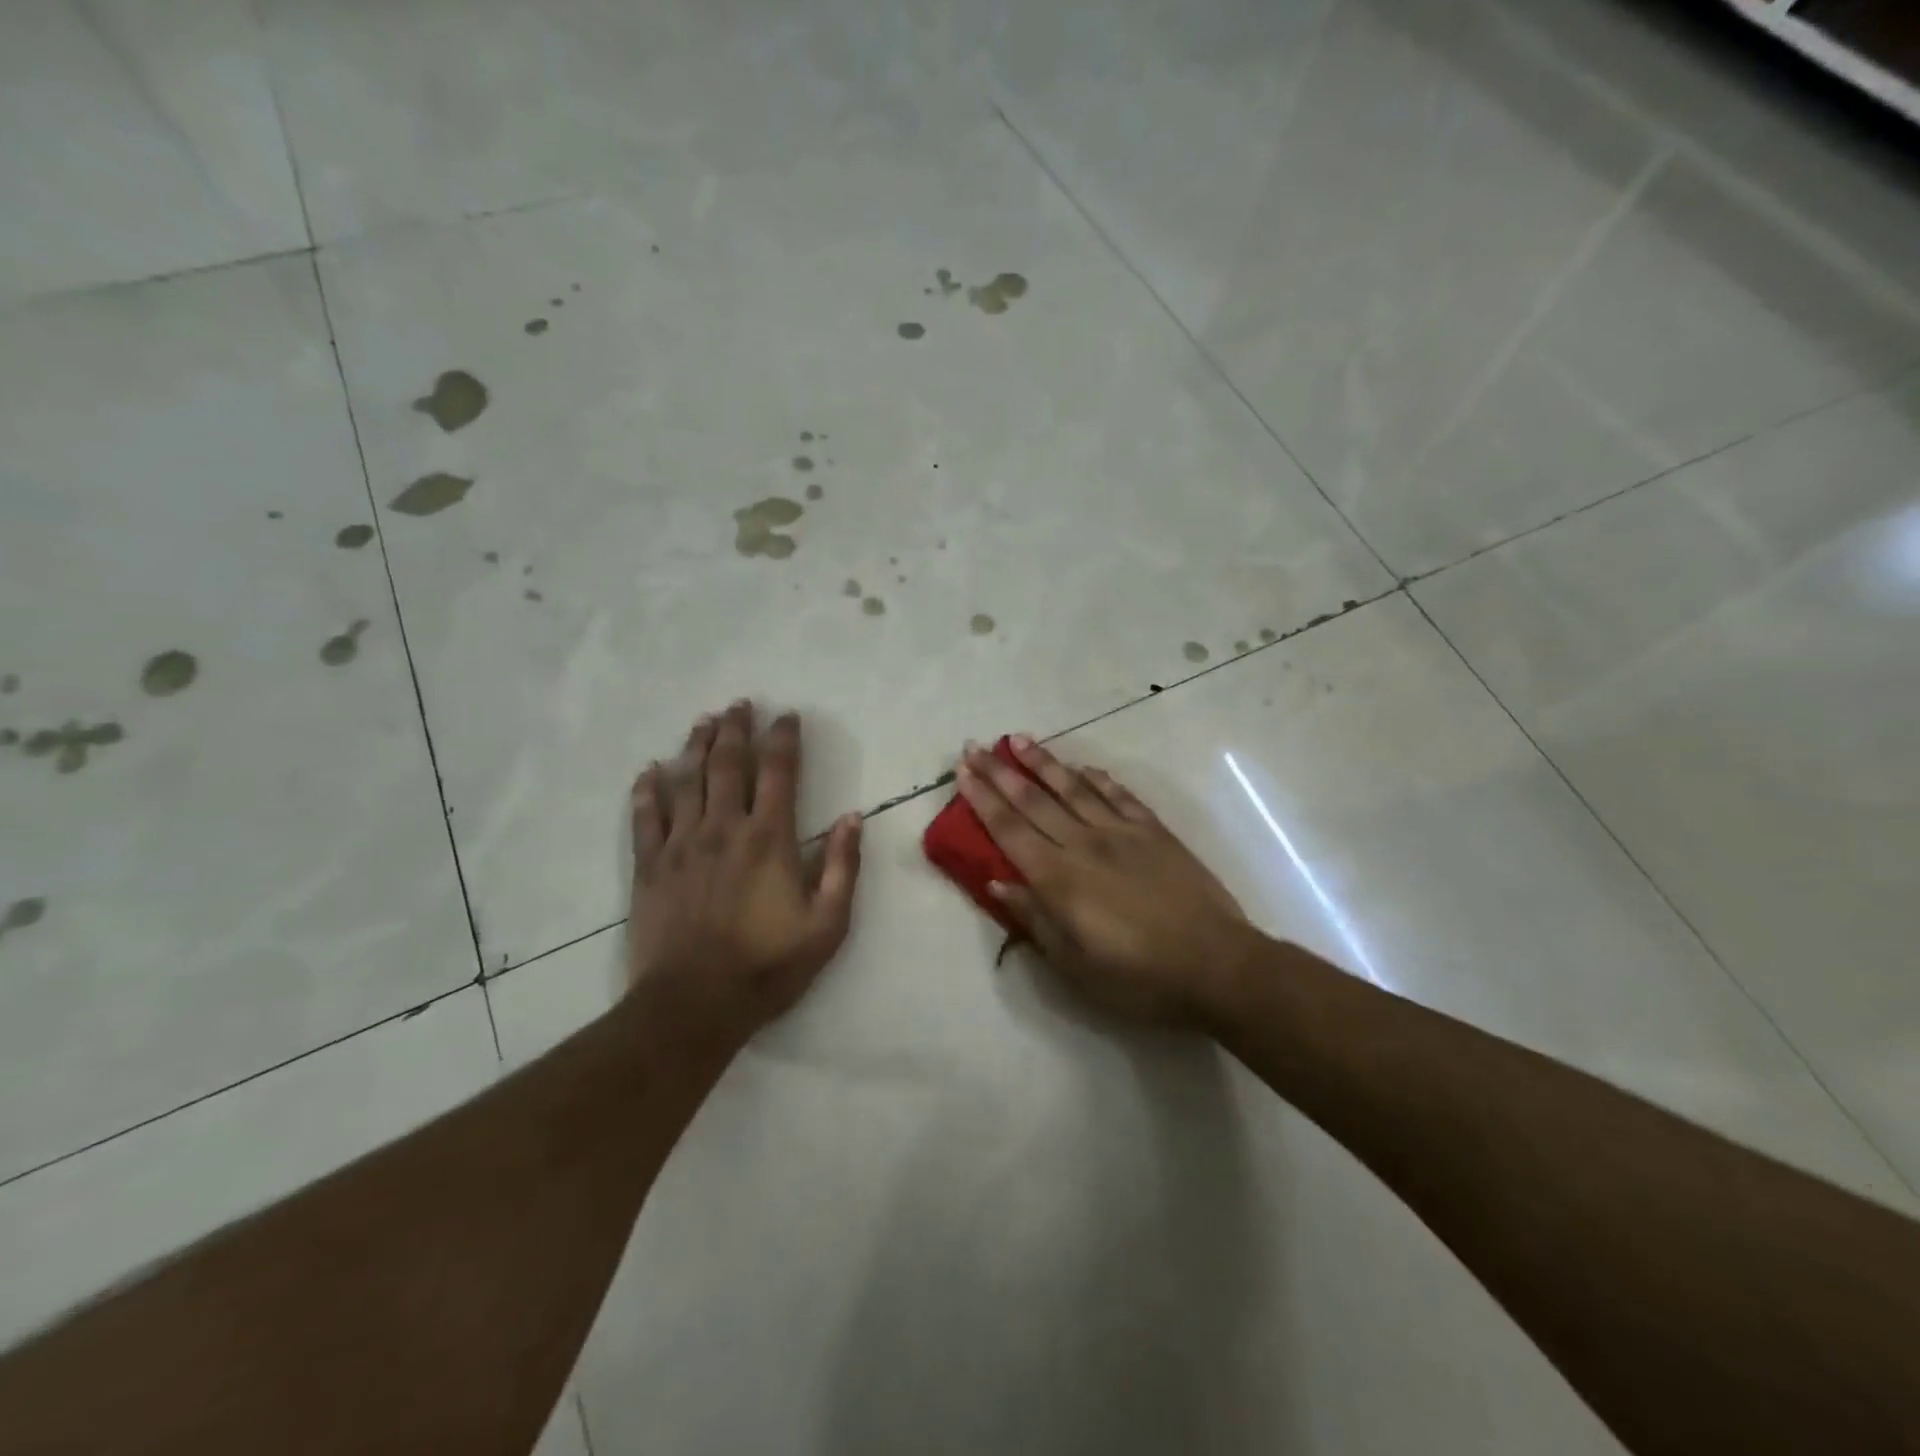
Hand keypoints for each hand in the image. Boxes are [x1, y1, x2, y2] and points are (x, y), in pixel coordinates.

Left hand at [628, 702, 861, 1052]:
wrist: (694, 1004)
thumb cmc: (768, 965)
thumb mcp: (828, 924)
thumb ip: (844, 867)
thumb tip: (854, 818)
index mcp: (770, 838)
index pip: (779, 773)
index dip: (784, 739)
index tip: (786, 716)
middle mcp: (724, 828)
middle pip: (729, 764)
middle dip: (737, 729)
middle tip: (739, 704)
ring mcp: (682, 845)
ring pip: (688, 781)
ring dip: (697, 747)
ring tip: (704, 721)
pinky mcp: (650, 867)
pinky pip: (646, 818)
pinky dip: (647, 791)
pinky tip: (649, 771)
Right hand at [957, 736, 1251, 1025]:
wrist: (1216, 965)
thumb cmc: (1139, 977)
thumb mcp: (1074, 965)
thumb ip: (1034, 919)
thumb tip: (997, 882)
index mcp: (1059, 879)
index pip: (1010, 829)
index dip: (983, 799)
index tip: (963, 770)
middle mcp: (1084, 845)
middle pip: (1034, 801)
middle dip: (1001, 772)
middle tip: (976, 745)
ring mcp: (1122, 833)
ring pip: (1074, 788)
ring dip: (1044, 763)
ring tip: (1019, 740)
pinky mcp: (1155, 833)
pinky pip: (1120, 797)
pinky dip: (1099, 779)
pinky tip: (1084, 768)